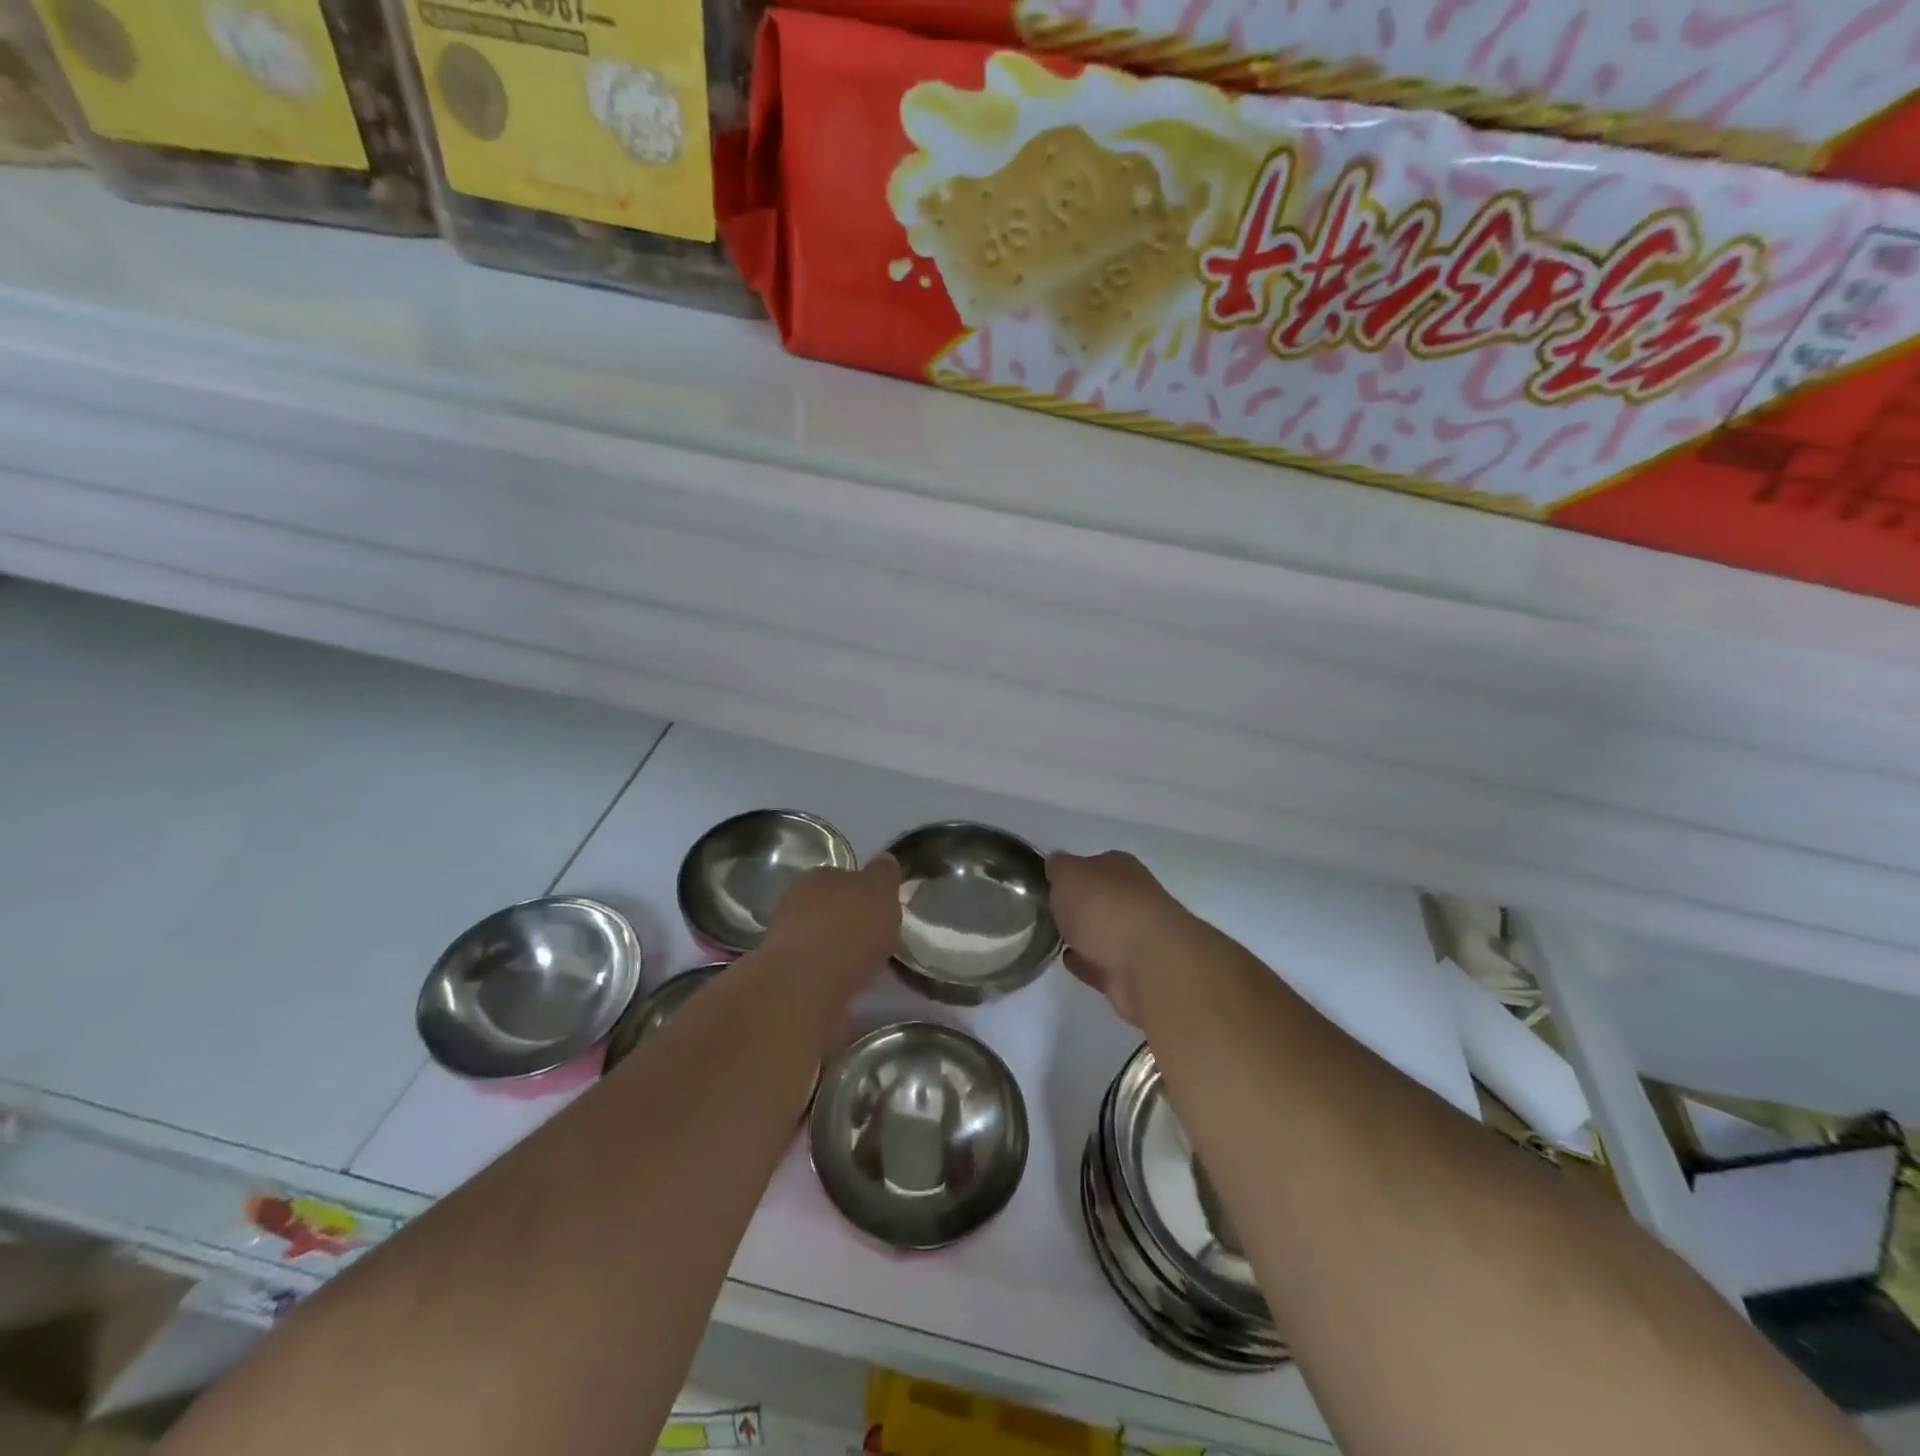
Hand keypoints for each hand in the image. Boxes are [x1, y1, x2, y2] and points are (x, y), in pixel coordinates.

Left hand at [761, 855, 902, 995]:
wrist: (805, 988)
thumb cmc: (848, 929)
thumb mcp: (880, 891)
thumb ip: (884, 875)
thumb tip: (885, 860)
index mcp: (819, 876)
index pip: (844, 876)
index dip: (864, 890)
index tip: (881, 908)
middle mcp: (796, 902)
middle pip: (830, 907)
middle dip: (849, 920)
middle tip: (875, 938)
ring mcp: (786, 940)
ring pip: (820, 939)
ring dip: (838, 949)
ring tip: (865, 966)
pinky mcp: (785, 977)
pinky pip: (816, 970)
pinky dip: (831, 975)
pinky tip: (848, 985)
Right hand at [1047, 851, 1201, 1025]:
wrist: (1149, 965)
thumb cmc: (1105, 908)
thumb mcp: (1069, 874)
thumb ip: (1059, 868)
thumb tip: (1056, 865)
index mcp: (1122, 868)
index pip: (1094, 864)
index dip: (1073, 873)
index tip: (1050, 886)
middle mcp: (1135, 898)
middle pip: (1102, 899)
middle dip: (1080, 905)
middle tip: (1049, 912)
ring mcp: (1139, 937)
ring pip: (1104, 932)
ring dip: (1084, 935)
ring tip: (1055, 938)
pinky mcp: (1134, 973)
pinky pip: (1103, 964)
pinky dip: (1087, 962)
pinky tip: (1068, 961)